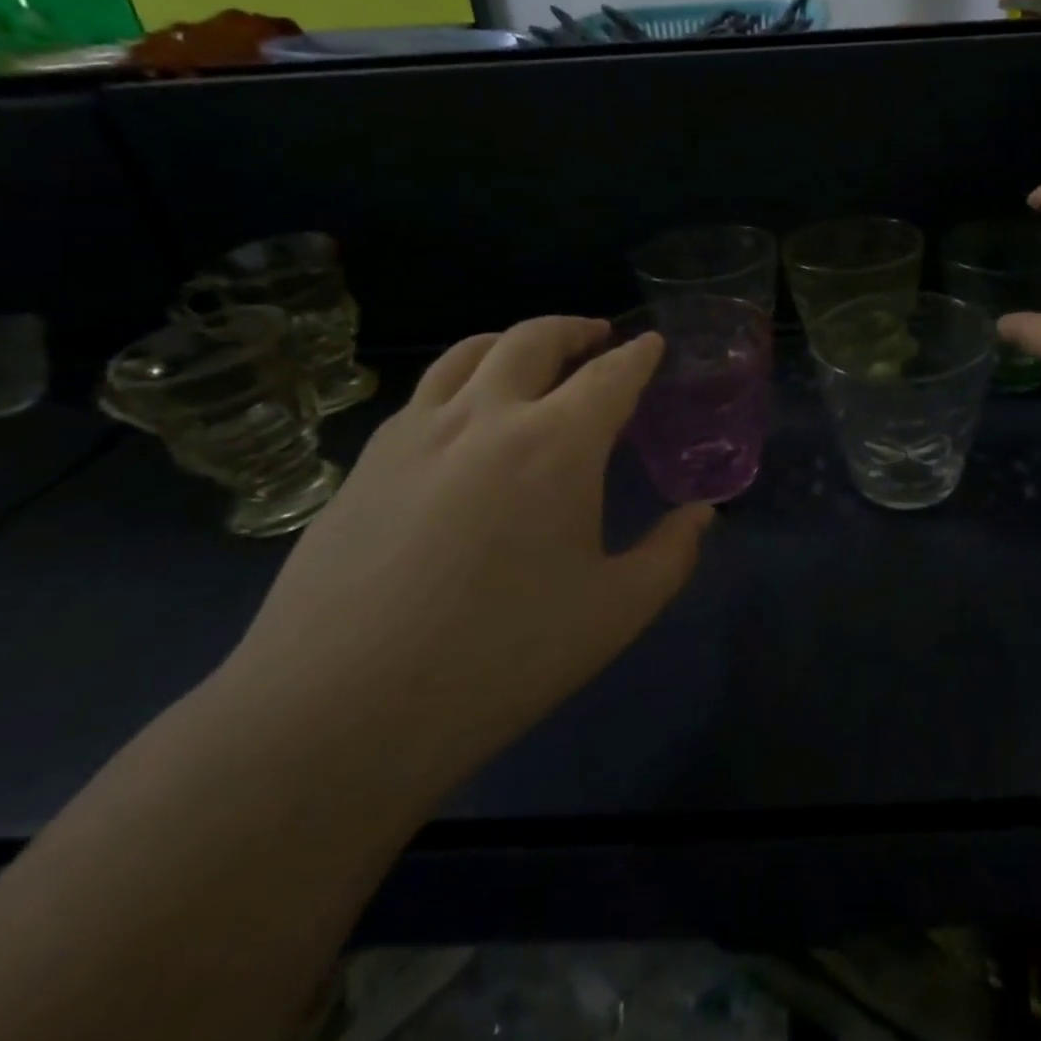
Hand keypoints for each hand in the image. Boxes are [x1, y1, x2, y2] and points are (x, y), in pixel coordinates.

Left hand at [222, 318, 711, 788]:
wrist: (338, 711)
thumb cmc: (500, 657)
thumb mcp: (615, 612)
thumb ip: (671, 554)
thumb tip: (702, 514)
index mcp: (557, 444)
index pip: (610, 375)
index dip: (638, 356)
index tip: (652, 344)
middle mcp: (486, 416)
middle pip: (534, 340)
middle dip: (575, 329)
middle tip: (598, 336)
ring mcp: (416, 433)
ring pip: (468, 353)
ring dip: (512, 341)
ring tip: (531, 354)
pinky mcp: (365, 463)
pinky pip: (424, 394)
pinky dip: (461, 380)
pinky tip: (464, 417)